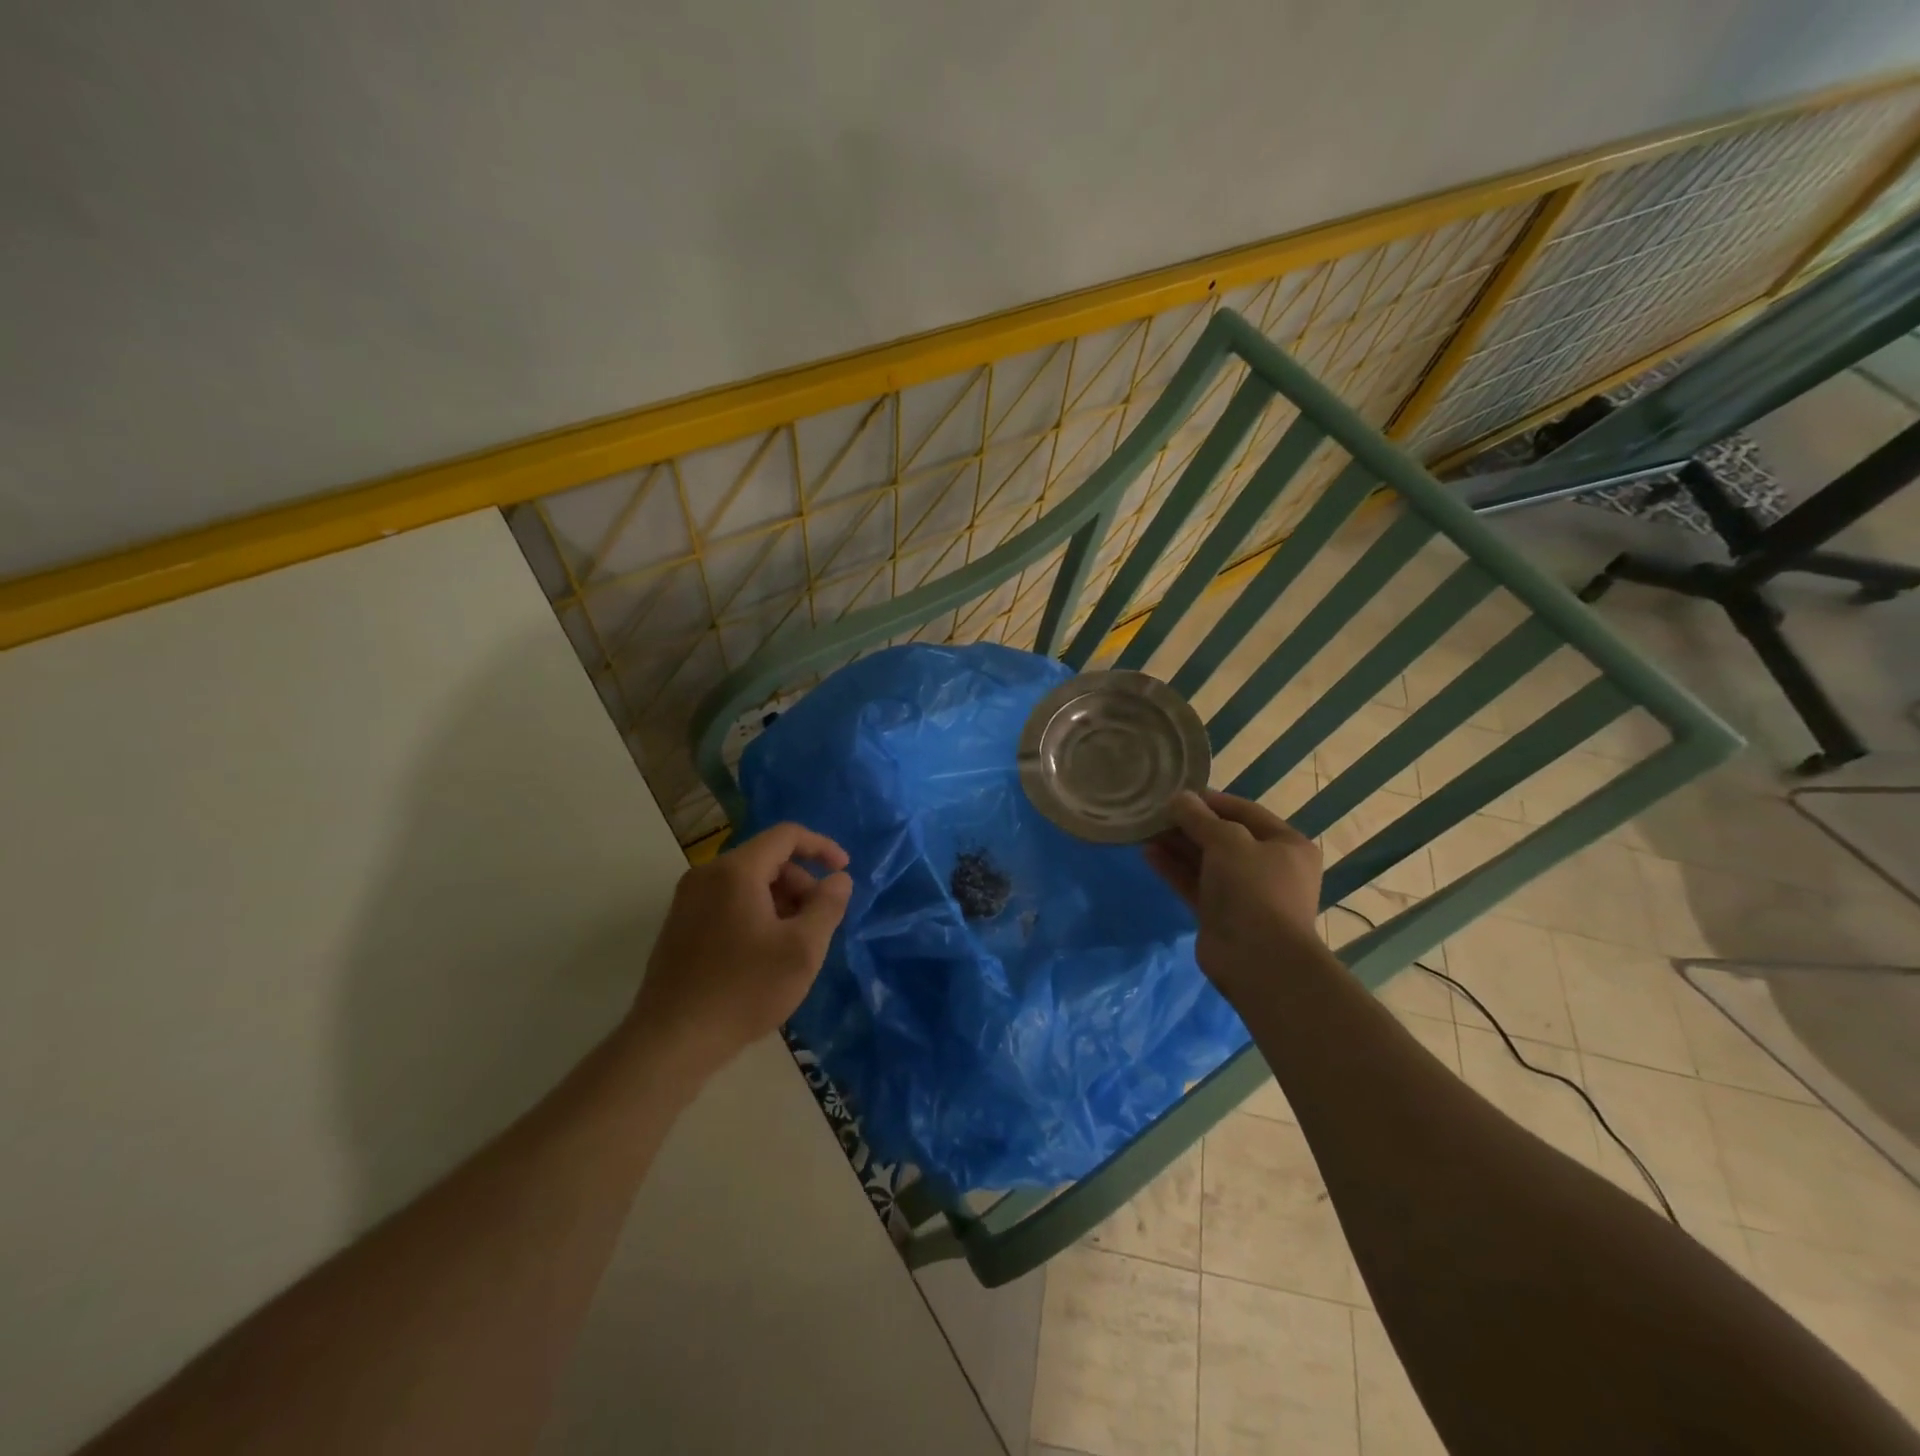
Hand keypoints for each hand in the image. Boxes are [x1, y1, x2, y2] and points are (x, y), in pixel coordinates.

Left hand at [628, 821, 852, 1077]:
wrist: (672, 1041)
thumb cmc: (744, 990)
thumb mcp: (802, 949)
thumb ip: (828, 906)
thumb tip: (839, 879)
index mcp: (736, 871)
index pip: (786, 835)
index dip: (821, 847)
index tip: (844, 871)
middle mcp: (707, 875)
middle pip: (767, 859)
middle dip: (801, 883)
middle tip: (819, 922)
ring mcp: (688, 900)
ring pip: (748, 882)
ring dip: (780, 901)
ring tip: (795, 944)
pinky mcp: (680, 925)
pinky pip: (728, 901)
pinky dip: (756, 913)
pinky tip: (765, 954)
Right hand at [1144, 790, 1327, 998]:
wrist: (1258, 959)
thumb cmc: (1253, 888)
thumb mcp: (1227, 841)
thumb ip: (1199, 817)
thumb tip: (1178, 799)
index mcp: (1286, 844)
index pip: (1245, 811)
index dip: (1210, 800)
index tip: (1177, 794)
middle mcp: (1268, 866)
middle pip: (1223, 836)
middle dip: (1189, 824)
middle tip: (1155, 813)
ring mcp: (1244, 893)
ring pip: (1206, 861)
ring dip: (1177, 845)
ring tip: (1144, 830)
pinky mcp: (1220, 914)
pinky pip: (1195, 883)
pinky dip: (1174, 869)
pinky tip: (1148, 853)